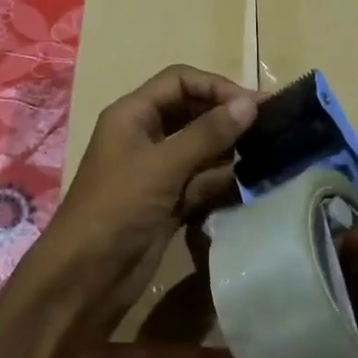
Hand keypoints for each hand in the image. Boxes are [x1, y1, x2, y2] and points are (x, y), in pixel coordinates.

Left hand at [25, 65, 256, 336]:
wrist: (87, 276)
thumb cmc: (118, 207)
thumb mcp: (163, 165)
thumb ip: (208, 133)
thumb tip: (250, 104)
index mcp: (133, 115)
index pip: (179, 81)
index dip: (216, 86)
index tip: (254, 104)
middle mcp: (145, 136)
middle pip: (192, 112)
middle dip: (227, 117)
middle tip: (271, 126)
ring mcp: (157, 171)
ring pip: (200, 149)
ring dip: (230, 150)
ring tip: (270, 152)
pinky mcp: (168, 202)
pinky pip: (201, 181)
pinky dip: (222, 180)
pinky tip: (252, 181)